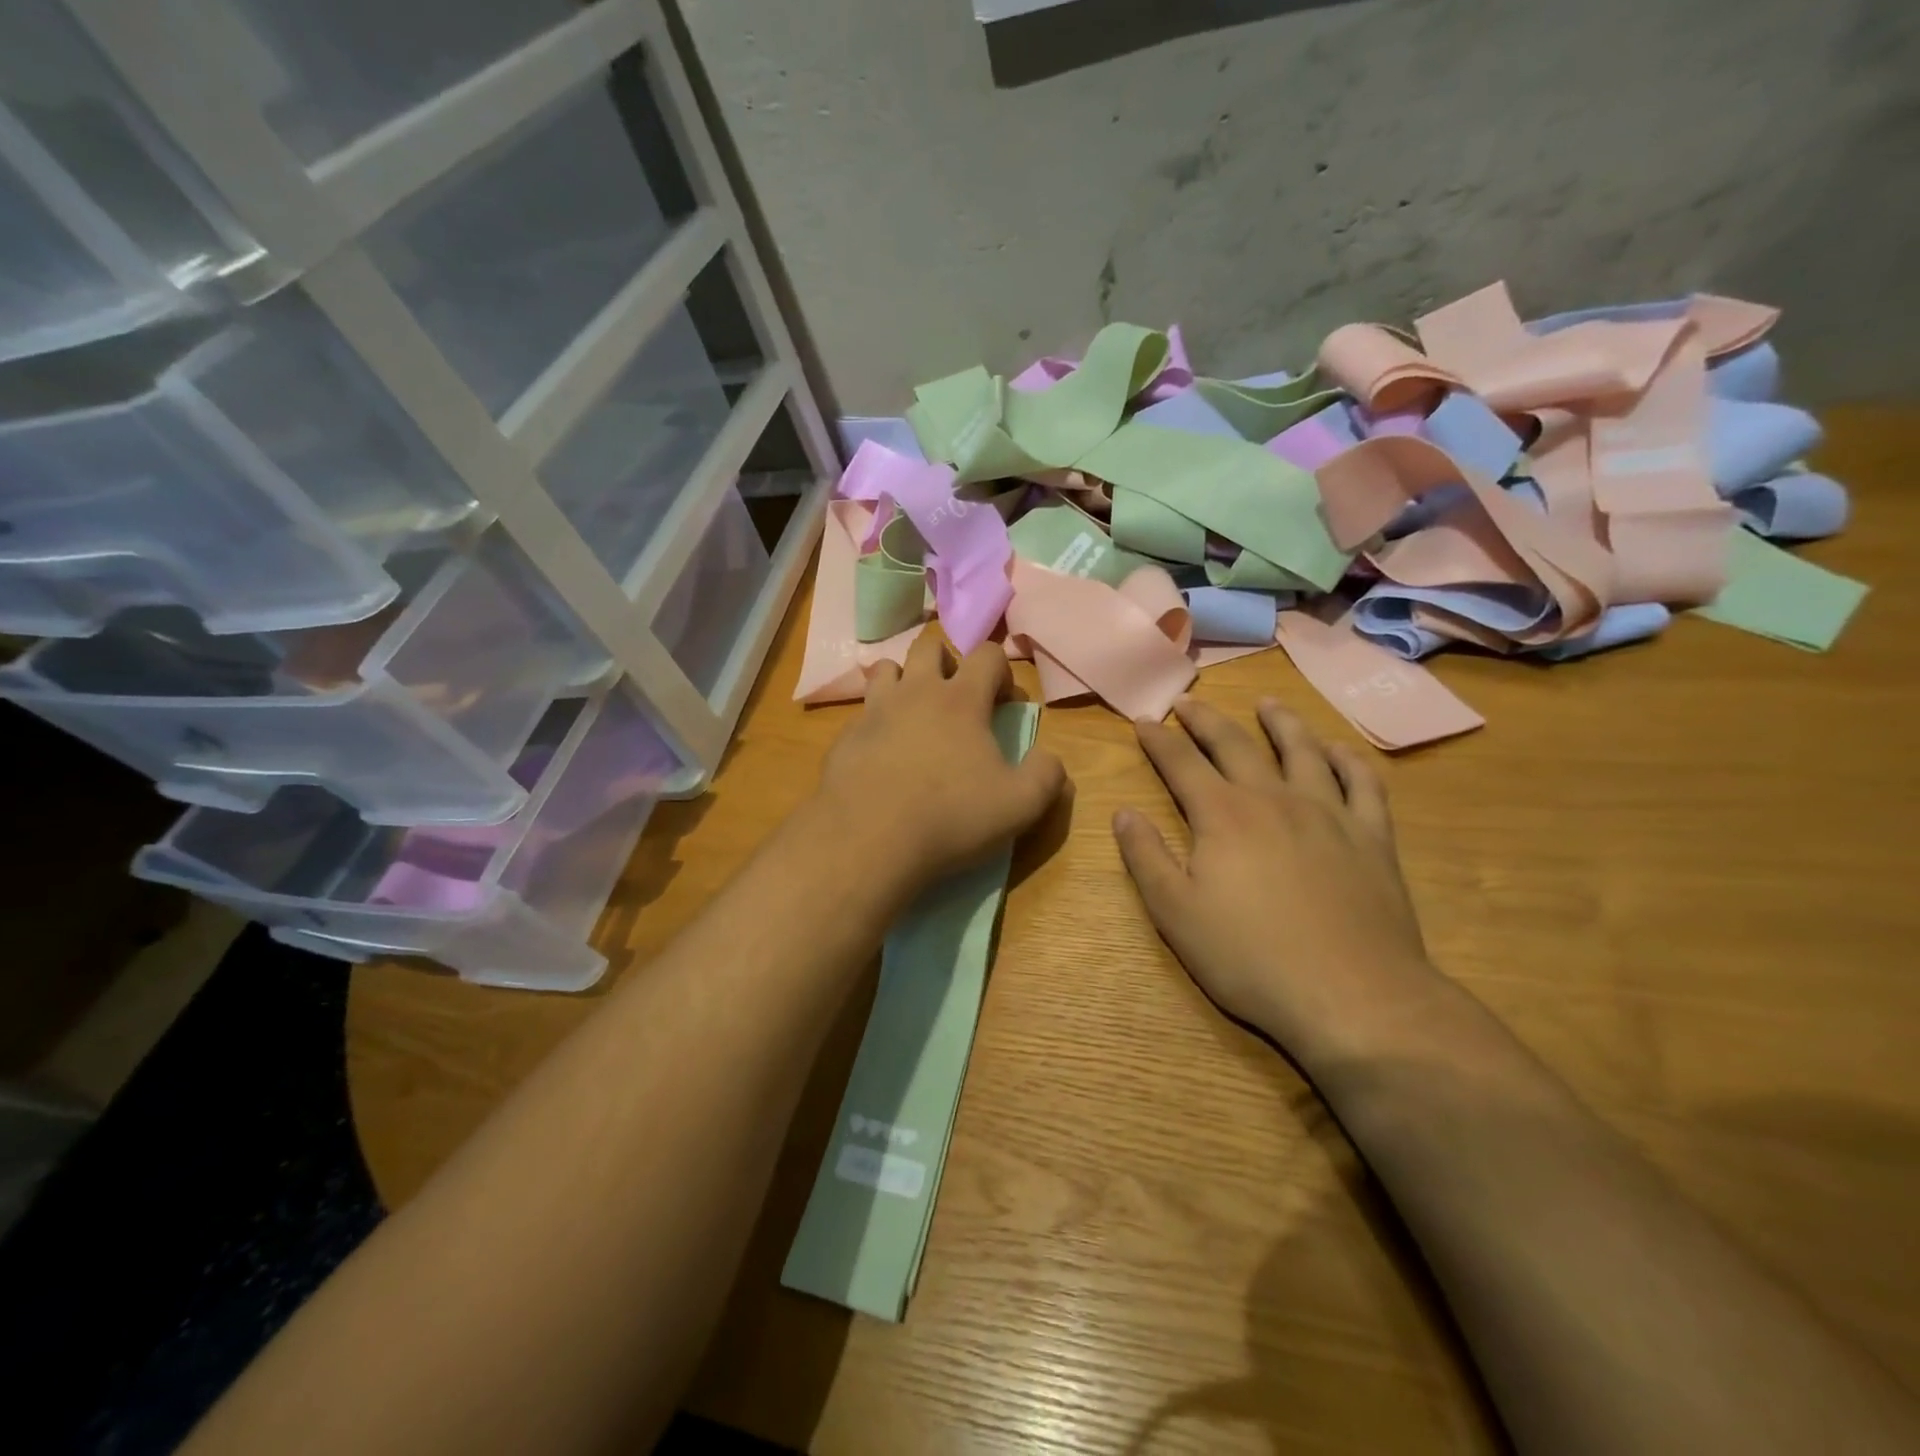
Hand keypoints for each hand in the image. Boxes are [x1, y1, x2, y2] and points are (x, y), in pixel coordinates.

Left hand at [810, 632, 1066, 897]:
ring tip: (914, 716)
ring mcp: (874, 711)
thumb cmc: (950, 817)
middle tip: (957, 701)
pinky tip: (882, 755)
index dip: (1002, 672)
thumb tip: (1049, 758)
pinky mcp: (845, 737)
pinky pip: (862, 713)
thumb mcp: (1020, 805)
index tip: (1004, 704)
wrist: (868, 841)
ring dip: (905, 681)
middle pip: (930, 647)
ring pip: (888, 669)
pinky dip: (877, 722)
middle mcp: (915, 692)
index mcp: (961, 700)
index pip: (988, 654)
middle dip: (948, 663)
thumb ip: (1046, 776)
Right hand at [1114, 697, 1440, 1068]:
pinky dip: (1348, 759)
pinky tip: (1338, 750)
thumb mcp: (1176, 913)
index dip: (1159, 740)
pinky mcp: (1372, 837)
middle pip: (1235, 744)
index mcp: (1222, 815)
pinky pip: (1362, 783)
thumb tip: (1123, 812)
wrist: (1352, 995)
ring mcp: (1329, 813)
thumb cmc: (1251, 957)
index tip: (1144, 721)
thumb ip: (1146, 857)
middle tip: (1188, 701)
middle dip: (1206, 720)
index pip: (1181, 763)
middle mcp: (1273, 798)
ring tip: (1267, 703)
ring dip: (1280, 722)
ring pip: (1302, 750)